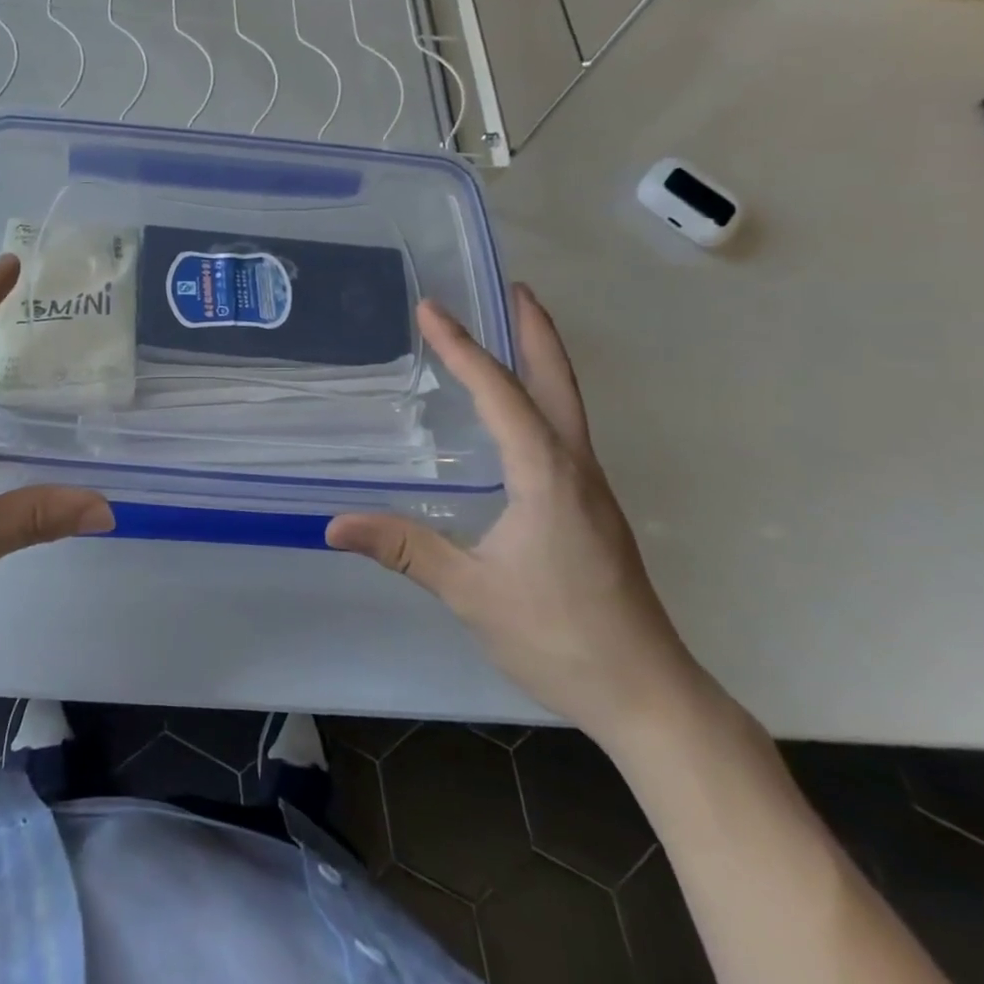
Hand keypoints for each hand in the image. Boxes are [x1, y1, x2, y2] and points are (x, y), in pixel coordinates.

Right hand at [327, 285, 705, 746]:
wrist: (649, 695)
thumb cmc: (560, 637)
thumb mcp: (471, 592)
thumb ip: (405, 549)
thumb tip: (334, 524)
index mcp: (546, 473)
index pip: (499, 393)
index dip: (462, 348)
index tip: (432, 308)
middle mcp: (574, 466)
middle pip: (556, 381)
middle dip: (533, 330)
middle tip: (511, 287)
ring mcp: (590, 486)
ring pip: (566, 404)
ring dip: (540, 360)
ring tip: (513, 329)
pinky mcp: (592, 507)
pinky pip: (563, 430)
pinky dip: (541, 397)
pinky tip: (520, 412)